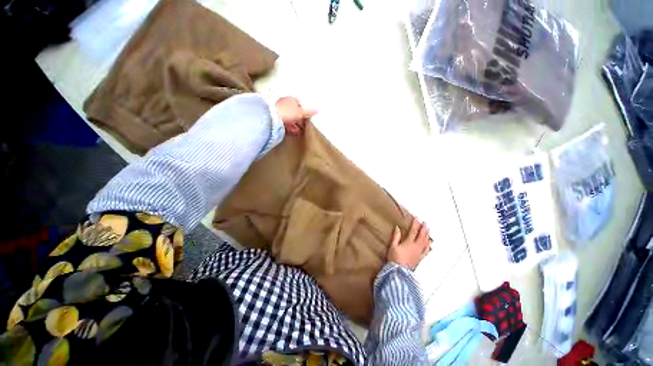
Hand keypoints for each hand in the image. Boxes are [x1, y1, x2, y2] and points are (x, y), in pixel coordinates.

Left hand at [275, 97, 316, 135]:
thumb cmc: (287, 111)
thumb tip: (317, 110)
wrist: (273, 117)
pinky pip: (285, 123)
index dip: (303, 113)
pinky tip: (293, 133)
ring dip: (295, 126)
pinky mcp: (276, 119)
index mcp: (291, 100)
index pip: (299, 105)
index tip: (306, 119)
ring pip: (290, 119)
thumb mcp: (300, 112)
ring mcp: (280, 112)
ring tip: (299, 132)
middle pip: (294, 113)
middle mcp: (285, 104)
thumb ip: (308, 112)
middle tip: (303, 127)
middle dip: (299, 121)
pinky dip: (290, 128)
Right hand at [388, 217, 430, 269]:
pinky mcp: (420, 258)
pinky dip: (429, 246)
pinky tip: (430, 244)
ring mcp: (419, 253)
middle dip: (424, 228)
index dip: (415, 224)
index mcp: (409, 243)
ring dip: (427, 235)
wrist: (400, 272)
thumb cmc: (395, 259)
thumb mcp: (392, 246)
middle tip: (426, 223)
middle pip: (422, 236)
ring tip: (429, 230)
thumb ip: (396, 236)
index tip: (417, 218)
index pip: (413, 231)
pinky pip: (426, 251)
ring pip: (425, 242)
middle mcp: (416, 247)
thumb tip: (397, 228)